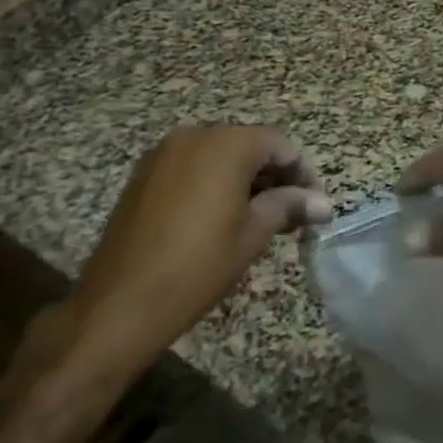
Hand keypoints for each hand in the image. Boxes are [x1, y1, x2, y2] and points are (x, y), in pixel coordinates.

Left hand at [70, 126, 331, 372]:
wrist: (119, 305)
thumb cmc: (198, 266)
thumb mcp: (253, 234)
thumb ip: (289, 206)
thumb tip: (323, 203)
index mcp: (225, 145)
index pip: (279, 144)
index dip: (304, 171)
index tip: (315, 204)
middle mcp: (192, 137)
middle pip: (248, 145)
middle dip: (275, 175)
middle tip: (293, 213)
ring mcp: (162, 155)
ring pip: (219, 156)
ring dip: (245, 179)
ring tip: (261, 218)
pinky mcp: (143, 177)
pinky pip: (191, 168)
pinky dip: (214, 183)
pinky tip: (222, 218)